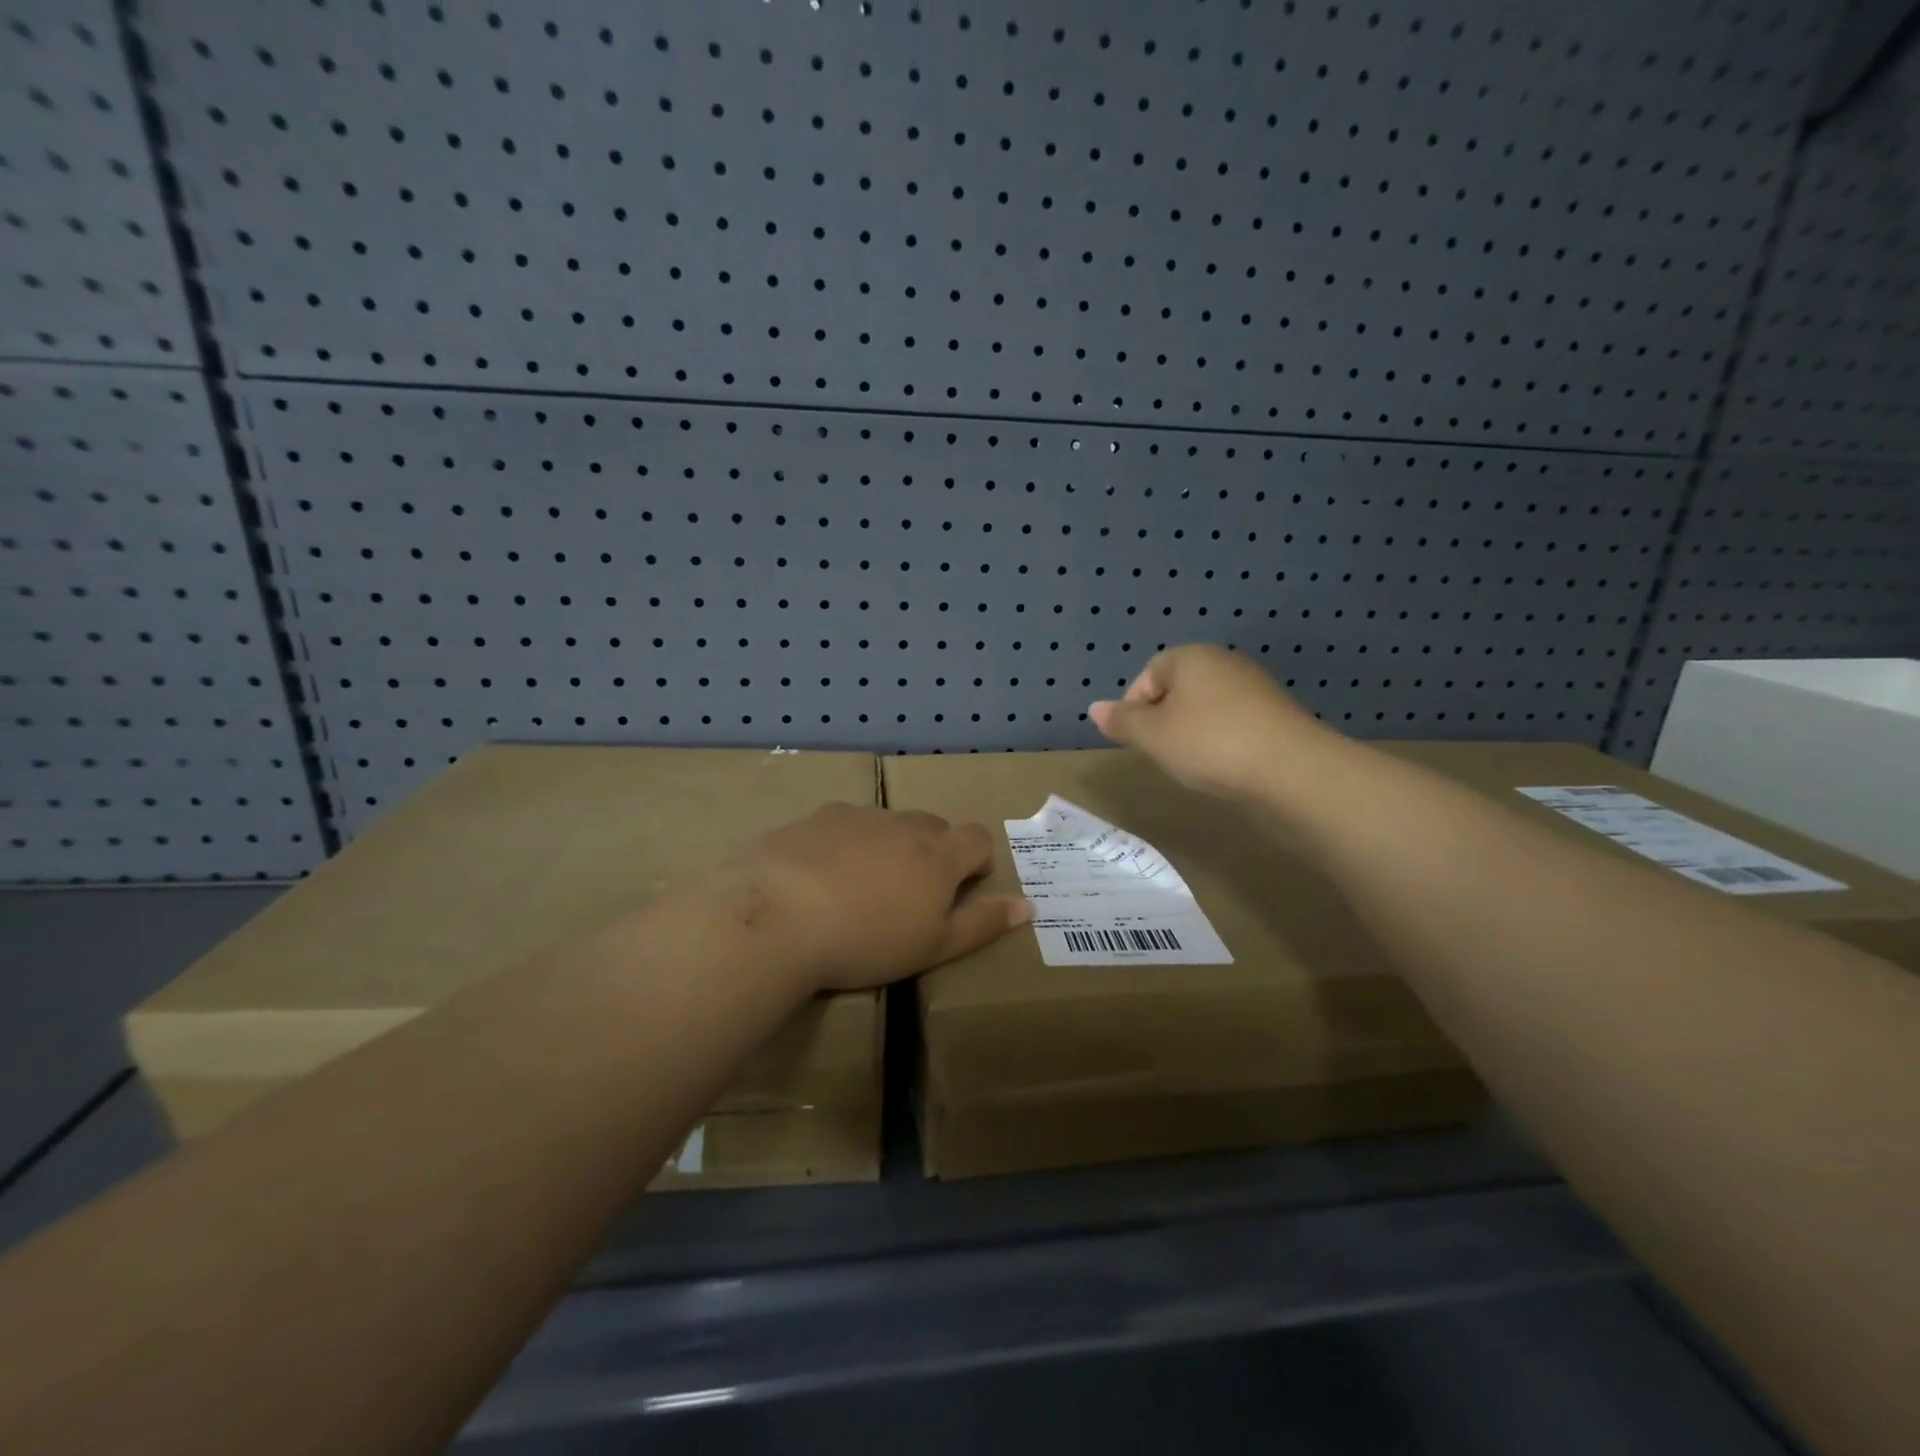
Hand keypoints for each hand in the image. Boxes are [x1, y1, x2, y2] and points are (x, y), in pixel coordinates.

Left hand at [719, 803, 1031, 991]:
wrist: (777, 918)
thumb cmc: (866, 941)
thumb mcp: (933, 946)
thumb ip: (982, 923)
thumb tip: (1027, 906)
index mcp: (939, 853)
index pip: (978, 838)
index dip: (977, 861)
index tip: (962, 889)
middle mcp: (902, 823)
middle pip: (934, 826)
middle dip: (933, 852)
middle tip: (911, 895)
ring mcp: (856, 815)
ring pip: (887, 824)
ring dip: (888, 847)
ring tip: (861, 888)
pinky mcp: (814, 818)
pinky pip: (843, 825)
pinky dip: (845, 844)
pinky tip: (820, 877)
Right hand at [1090, 644, 1331, 800]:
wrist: (1291, 768)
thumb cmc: (1209, 744)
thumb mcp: (1153, 736)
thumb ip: (1122, 721)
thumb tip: (1095, 708)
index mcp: (1189, 657)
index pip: (1147, 675)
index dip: (1134, 709)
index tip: (1138, 742)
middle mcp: (1222, 661)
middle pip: (1176, 689)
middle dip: (1163, 720)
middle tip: (1162, 754)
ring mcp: (1253, 685)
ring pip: (1204, 707)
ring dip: (1192, 732)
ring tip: (1193, 763)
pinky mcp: (1275, 712)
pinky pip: (1232, 721)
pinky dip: (1221, 740)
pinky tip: (1224, 764)